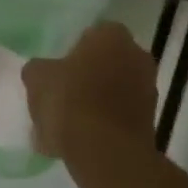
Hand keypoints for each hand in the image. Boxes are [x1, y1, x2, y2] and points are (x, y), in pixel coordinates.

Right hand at [23, 21, 158, 160]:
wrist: (106, 152)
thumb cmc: (71, 102)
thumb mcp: (37, 79)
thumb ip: (38, 69)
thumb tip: (42, 71)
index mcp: (112, 35)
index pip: (91, 35)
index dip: (72, 53)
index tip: (57, 72)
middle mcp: (137, 55)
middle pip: (105, 64)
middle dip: (86, 78)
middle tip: (61, 97)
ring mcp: (148, 89)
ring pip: (112, 92)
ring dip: (94, 104)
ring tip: (64, 128)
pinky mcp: (150, 120)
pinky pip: (118, 117)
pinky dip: (102, 126)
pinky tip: (78, 143)